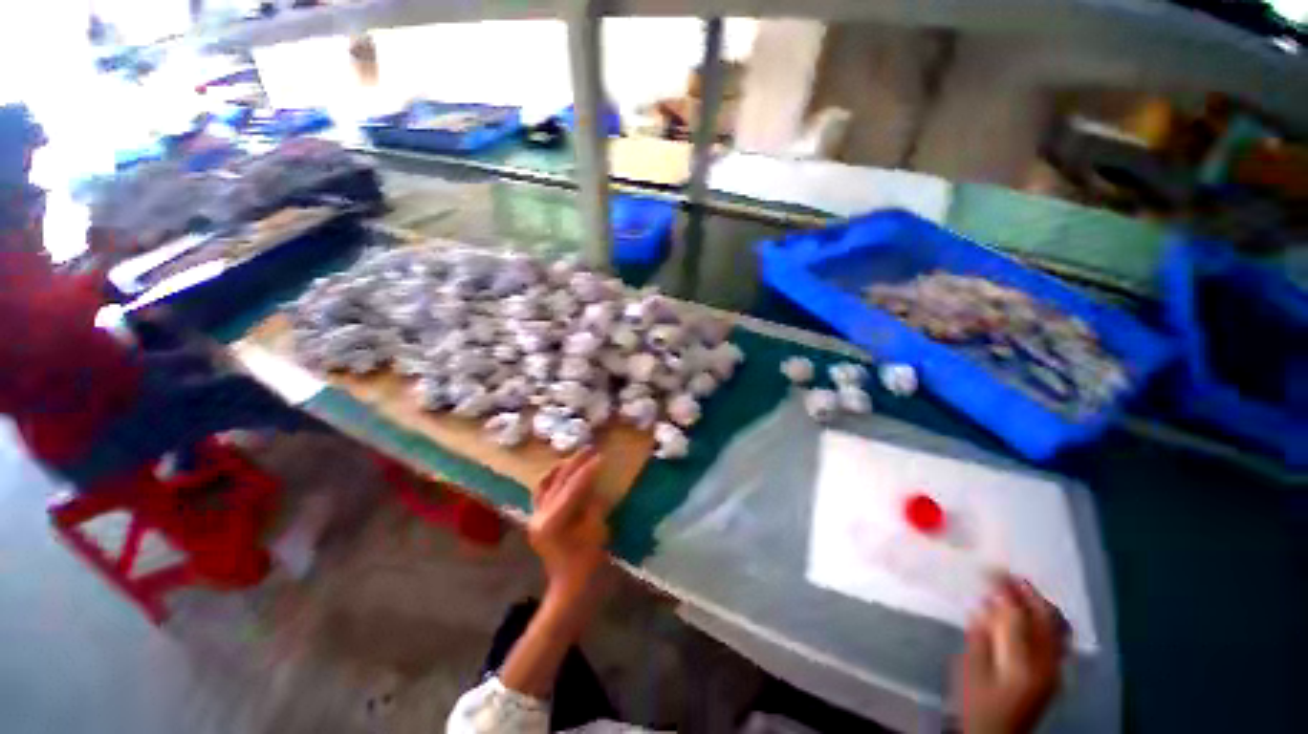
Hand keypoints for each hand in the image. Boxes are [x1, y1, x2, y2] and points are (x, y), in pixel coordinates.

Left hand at [528, 448, 608, 607]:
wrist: (570, 589)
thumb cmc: (588, 563)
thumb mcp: (596, 530)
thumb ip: (594, 504)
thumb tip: (596, 485)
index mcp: (554, 521)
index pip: (573, 487)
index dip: (589, 470)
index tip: (602, 456)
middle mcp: (539, 516)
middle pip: (559, 482)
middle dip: (576, 464)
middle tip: (591, 449)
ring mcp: (535, 518)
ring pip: (546, 484)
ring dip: (562, 469)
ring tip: (576, 457)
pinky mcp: (537, 521)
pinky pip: (541, 494)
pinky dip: (551, 480)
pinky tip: (561, 472)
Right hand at [953, 575, 1067, 733]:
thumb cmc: (977, 704)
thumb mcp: (971, 669)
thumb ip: (981, 636)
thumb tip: (986, 604)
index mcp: (1026, 662)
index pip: (1019, 614)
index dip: (1006, 588)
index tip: (990, 568)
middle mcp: (1048, 663)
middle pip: (1047, 618)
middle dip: (1027, 592)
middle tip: (1005, 574)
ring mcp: (1055, 669)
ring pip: (1056, 626)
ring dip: (1038, 603)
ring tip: (1015, 588)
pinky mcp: (1053, 674)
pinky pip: (1055, 638)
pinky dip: (1042, 619)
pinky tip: (1024, 615)